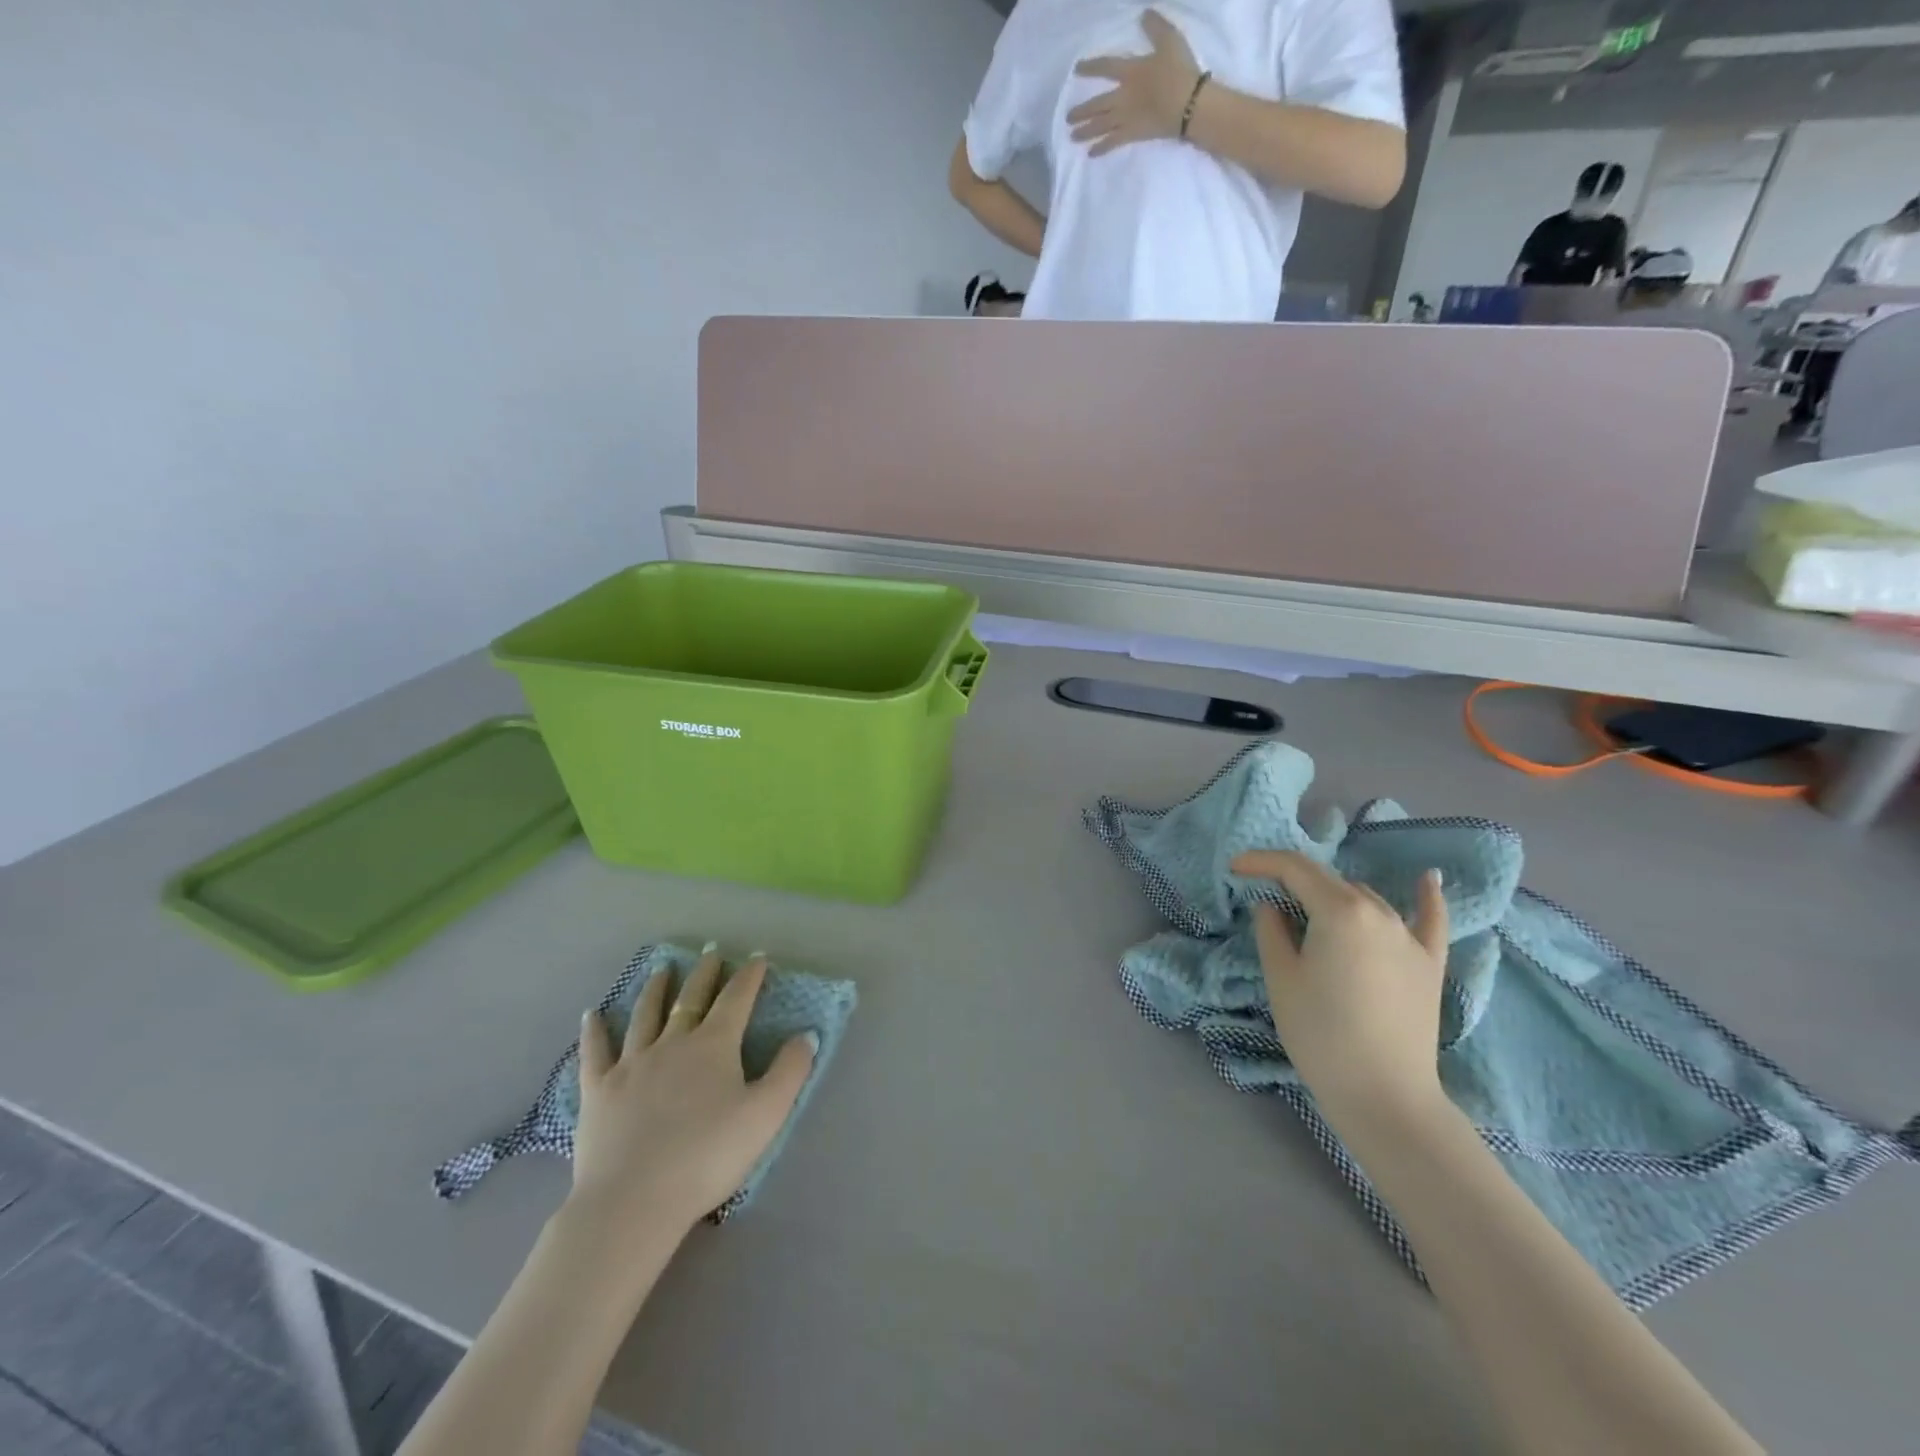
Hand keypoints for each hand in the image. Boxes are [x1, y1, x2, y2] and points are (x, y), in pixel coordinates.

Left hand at [571, 946, 815, 1233]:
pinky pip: (595, 1053)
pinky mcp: (598, 1091)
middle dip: (704, 973)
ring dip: (655, 989)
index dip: (749, 976)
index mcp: (714, 1045)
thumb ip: (790, 1071)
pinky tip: (592, 1015)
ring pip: (644, 1015)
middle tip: (709, 951)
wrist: (634, 1200)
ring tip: (661, 969)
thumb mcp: (766, 1114)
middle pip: (690, 999)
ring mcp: (631, 1064)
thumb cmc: (708, 1156)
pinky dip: (594, 1031)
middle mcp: (672, 1043)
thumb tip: (807, 1034)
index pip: (736, 999)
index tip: (756, 957)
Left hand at [1069, 10, 1202, 156]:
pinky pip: (1112, 143)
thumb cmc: (1179, 71)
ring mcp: (1125, 118)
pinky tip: (1090, 153)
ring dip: (1085, 131)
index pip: (1105, 67)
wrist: (1188, 103)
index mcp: (1130, 72)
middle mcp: (1122, 96)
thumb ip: (1155, 27)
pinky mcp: (1132, 134)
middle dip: (1081, 111)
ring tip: (1072, 136)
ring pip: (1100, 125)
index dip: (1090, 67)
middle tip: (1067, 118)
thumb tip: (1144, 13)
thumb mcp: (1169, 40)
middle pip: (1096, 104)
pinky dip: (1100, 148)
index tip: (1077, 70)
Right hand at [1229, 851, 1449, 1126]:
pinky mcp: (1430, 964)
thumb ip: (1272, 929)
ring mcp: (1409, 937)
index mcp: (1340, 910)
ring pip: (1364, 898)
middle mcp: (1378, 912)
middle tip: (1262, 893)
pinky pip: (1430, 920)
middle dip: (1292, 879)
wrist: (1384, 1095)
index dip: (1260, 861)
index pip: (1295, 868)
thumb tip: (1272, 905)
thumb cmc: (1320, 1033)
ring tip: (1308, 910)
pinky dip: (1426, 896)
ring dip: (1333, 896)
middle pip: (1329, 881)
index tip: (1234, 867)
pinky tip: (1428, 878)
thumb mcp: (1280, 977)